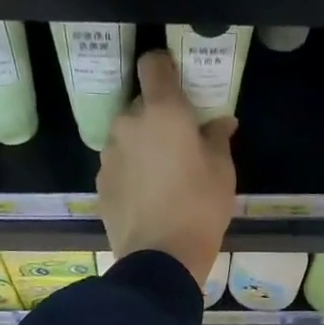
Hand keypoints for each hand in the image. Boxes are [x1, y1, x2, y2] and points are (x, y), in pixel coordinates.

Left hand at [97, 52, 236, 287]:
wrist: (160, 260)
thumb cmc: (199, 209)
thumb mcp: (222, 172)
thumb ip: (217, 138)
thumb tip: (220, 122)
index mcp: (161, 112)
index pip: (153, 64)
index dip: (165, 67)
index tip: (178, 83)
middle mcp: (128, 124)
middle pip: (140, 105)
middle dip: (158, 117)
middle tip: (180, 144)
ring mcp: (109, 155)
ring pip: (127, 137)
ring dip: (142, 146)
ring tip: (163, 176)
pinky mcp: (101, 184)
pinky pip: (119, 166)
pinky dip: (131, 172)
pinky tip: (147, 197)